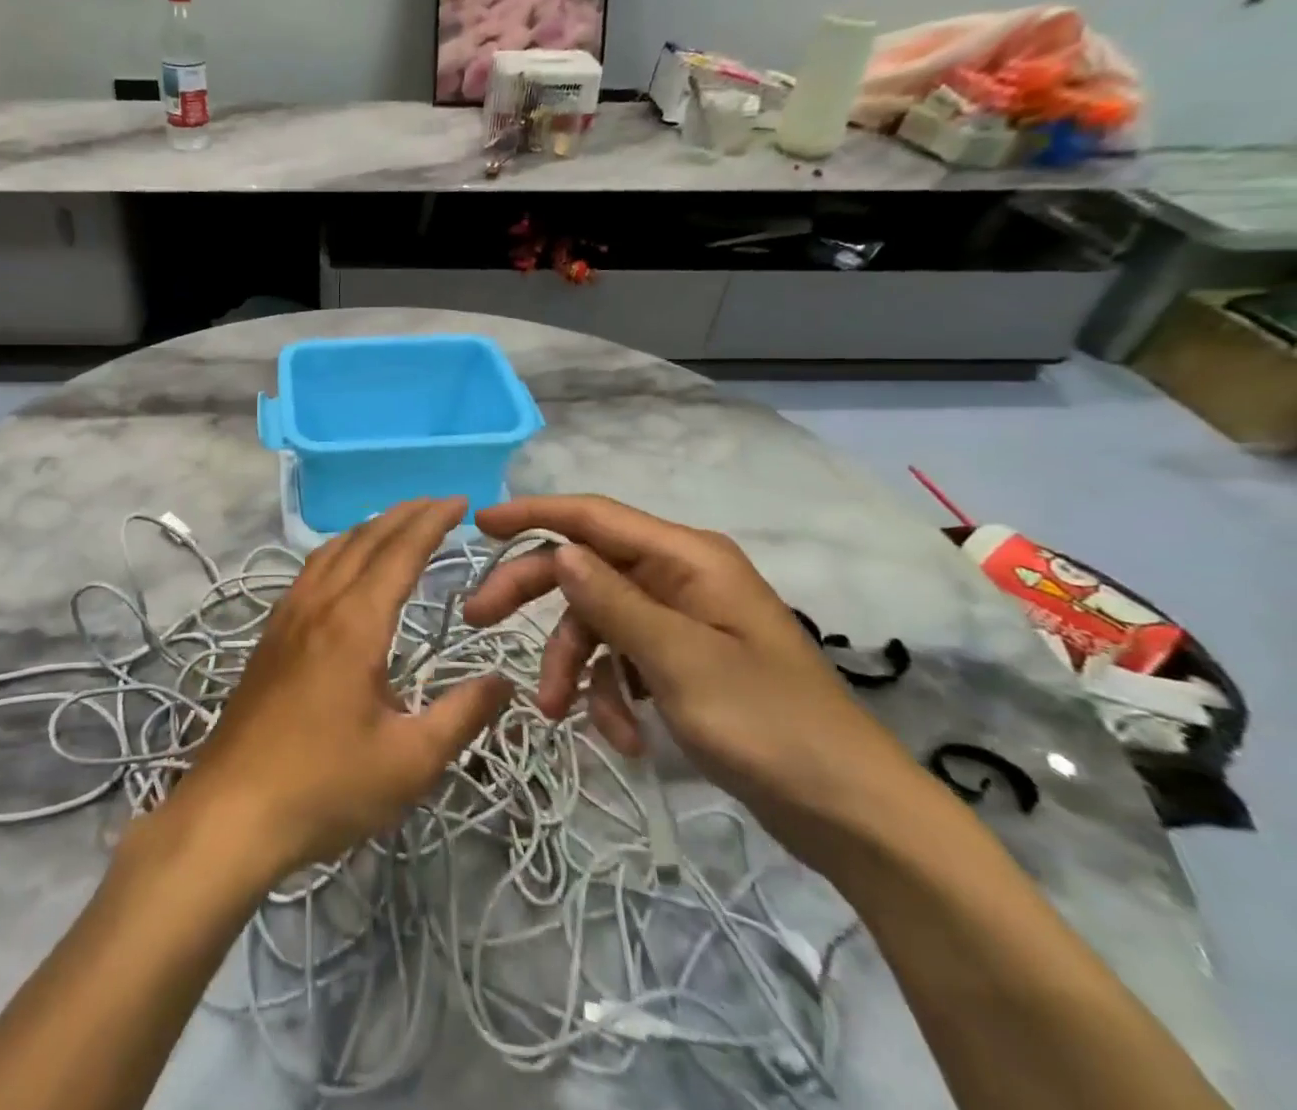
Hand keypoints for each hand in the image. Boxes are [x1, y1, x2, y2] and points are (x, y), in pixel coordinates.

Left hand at [173, 498, 512, 880]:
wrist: (230, 812)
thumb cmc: (325, 787)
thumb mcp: (409, 761)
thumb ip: (462, 716)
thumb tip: (503, 682)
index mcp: (355, 624)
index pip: (399, 552)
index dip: (431, 521)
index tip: (460, 501)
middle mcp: (319, 605)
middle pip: (364, 540)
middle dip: (404, 514)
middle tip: (439, 504)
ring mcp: (287, 617)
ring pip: (331, 550)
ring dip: (369, 528)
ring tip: (398, 525)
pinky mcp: (270, 637)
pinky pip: (310, 572)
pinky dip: (340, 551)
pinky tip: (345, 570)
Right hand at [465, 495, 929, 871]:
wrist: (852, 814)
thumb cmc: (769, 725)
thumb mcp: (680, 660)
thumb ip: (613, 601)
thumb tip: (560, 551)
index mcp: (686, 558)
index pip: (593, 517)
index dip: (533, 514)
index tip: (480, 525)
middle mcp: (679, 577)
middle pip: (586, 568)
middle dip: (534, 596)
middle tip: (477, 620)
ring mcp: (681, 620)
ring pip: (598, 621)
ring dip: (576, 665)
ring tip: (564, 715)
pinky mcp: (683, 661)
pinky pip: (624, 659)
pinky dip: (611, 692)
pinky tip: (624, 738)